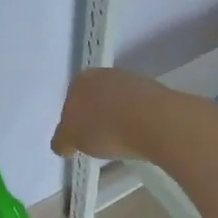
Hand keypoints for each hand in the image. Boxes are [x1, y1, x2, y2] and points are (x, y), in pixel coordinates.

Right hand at [51, 68, 173, 161]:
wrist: (155, 121)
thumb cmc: (105, 129)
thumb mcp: (72, 139)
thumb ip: (62, 139)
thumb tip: (62, 143)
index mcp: (81, 80)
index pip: (70, 103)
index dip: (73, 125)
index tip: (79, 143)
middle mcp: (105, 74)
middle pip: (94, 101)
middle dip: (94, 119)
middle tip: (98, 144)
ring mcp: (132, 81)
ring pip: (117, 104)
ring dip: (116, 120)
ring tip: (121, 143)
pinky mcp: (154, 92)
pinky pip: (137, 110)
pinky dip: (135, 121)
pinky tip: (138, 136)